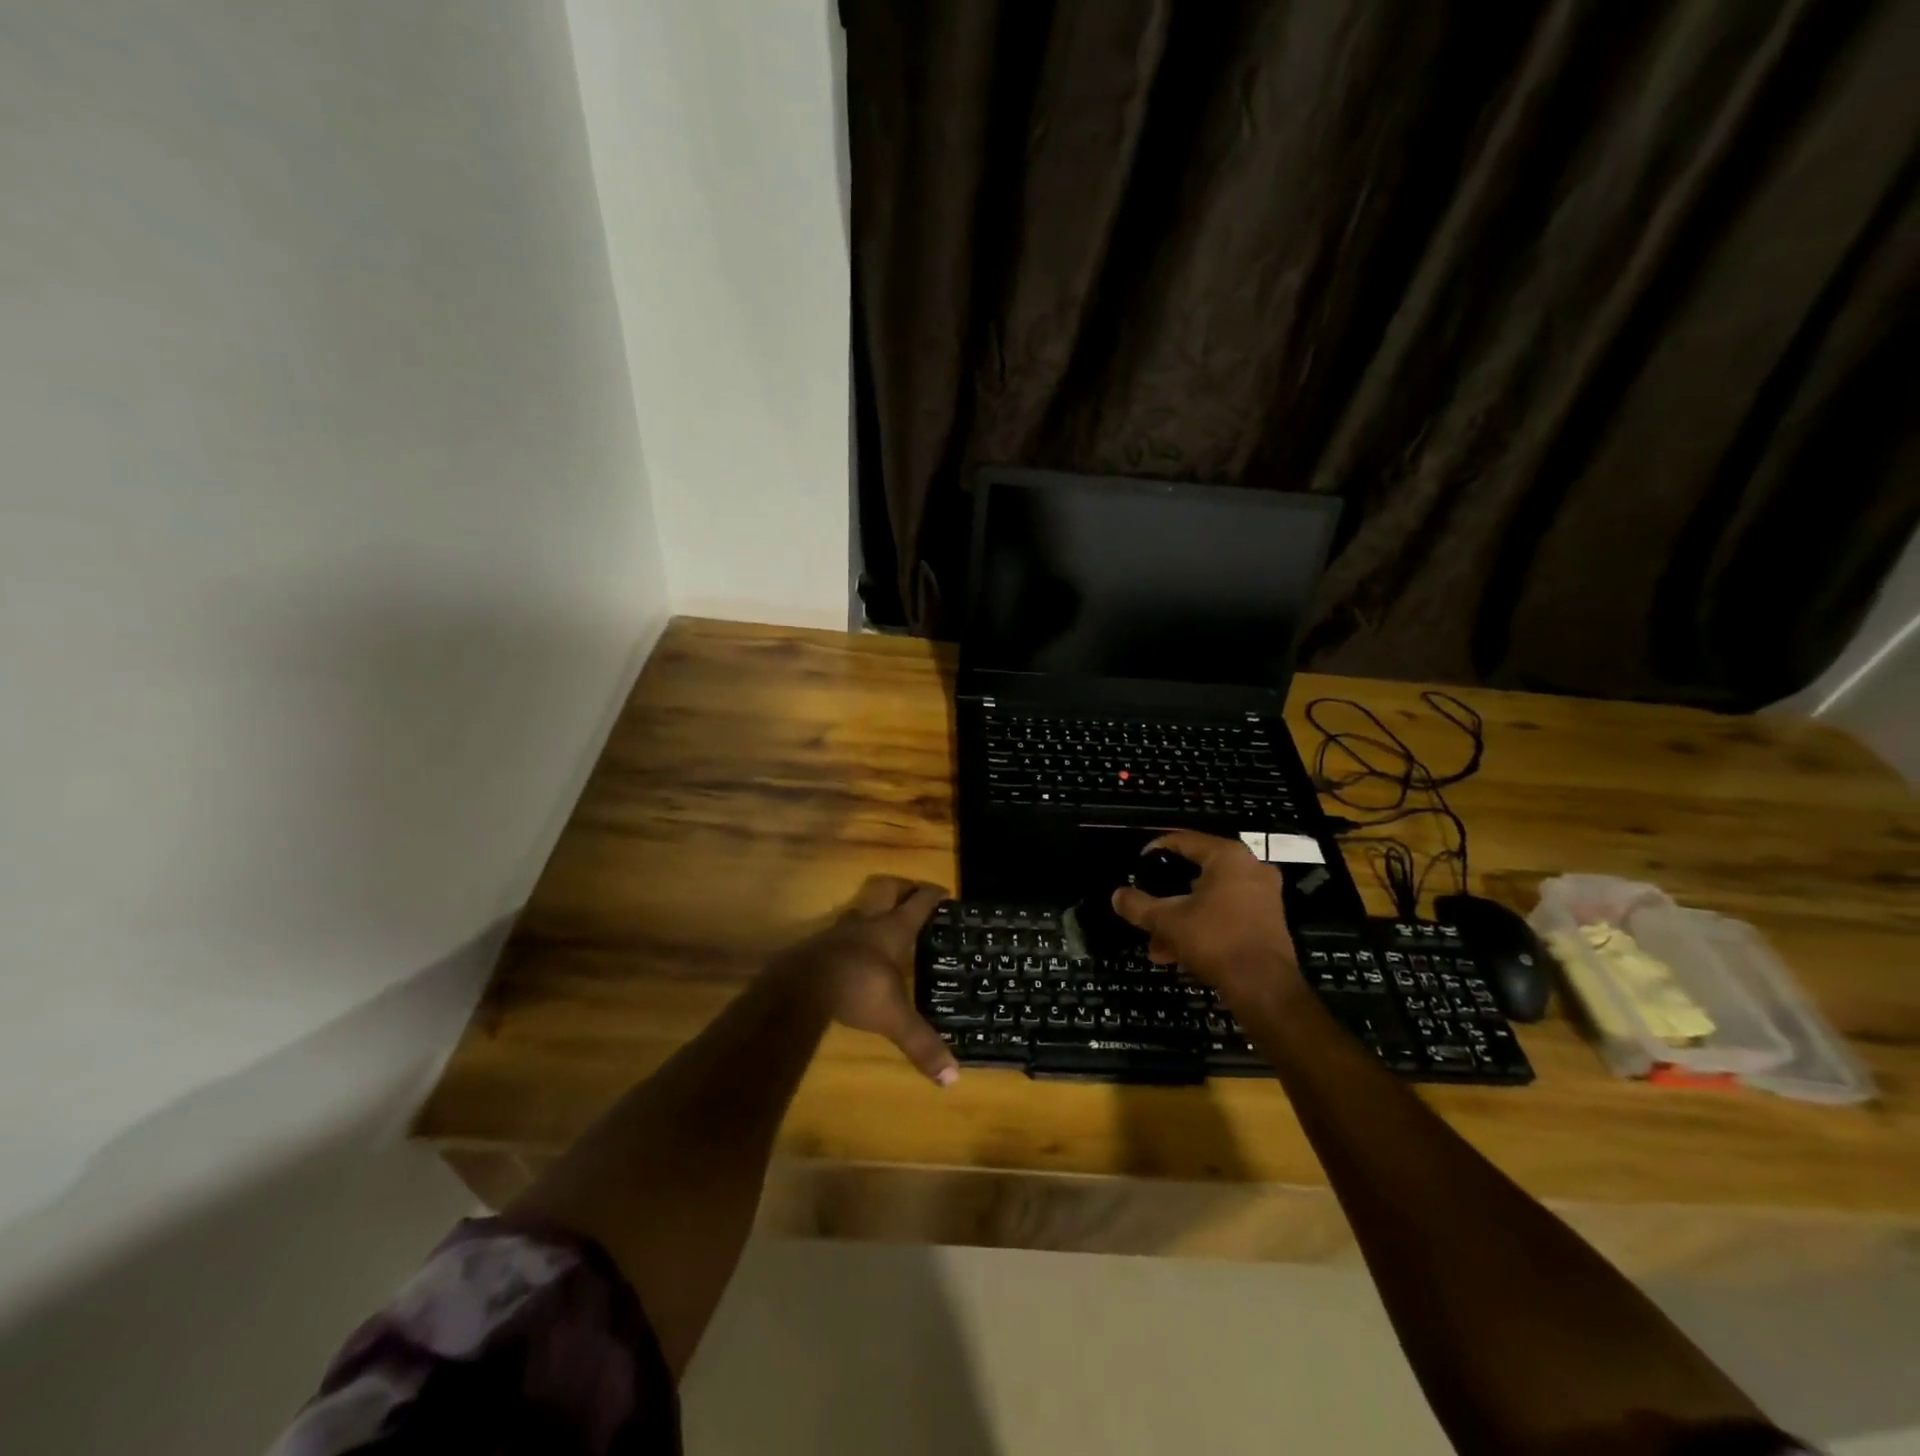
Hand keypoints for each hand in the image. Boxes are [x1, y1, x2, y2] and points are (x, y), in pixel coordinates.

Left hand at [773, 875, 960, 1086]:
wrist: (800, 987)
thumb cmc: (857, 989)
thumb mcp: (894, 1018)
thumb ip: (921, 1043)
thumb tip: (953, 1078)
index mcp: (892, 931)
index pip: (918, 903)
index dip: (933, 895)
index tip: (945, 892)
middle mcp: (866, 923)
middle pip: (887, 890)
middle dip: (902, 887)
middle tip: (914, 891)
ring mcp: (838, 931)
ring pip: (860, 909)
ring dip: (873, 910)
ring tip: (882, 921)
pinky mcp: (816, 945)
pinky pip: (840, 932)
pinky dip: (851, 936)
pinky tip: (852, 951)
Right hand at [1111, 831, 1300, 1007]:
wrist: (1264, 988)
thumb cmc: (1215, 940)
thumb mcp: (1167, 920)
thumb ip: (1138, 905)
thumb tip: (1117, 896)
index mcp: (1227, 857)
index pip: (1184, 840)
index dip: (1156, 850)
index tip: (1137, 865)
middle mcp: (1250, 869)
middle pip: (1196, 873)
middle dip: (1167, 896)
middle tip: (1147, 908)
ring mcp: (1263, 896)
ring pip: (1210, 899)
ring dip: (1181, 918)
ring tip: (1157, 944)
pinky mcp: (1268, 922)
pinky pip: (1226, 915)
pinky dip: (1203, 927)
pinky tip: (1177, 953)